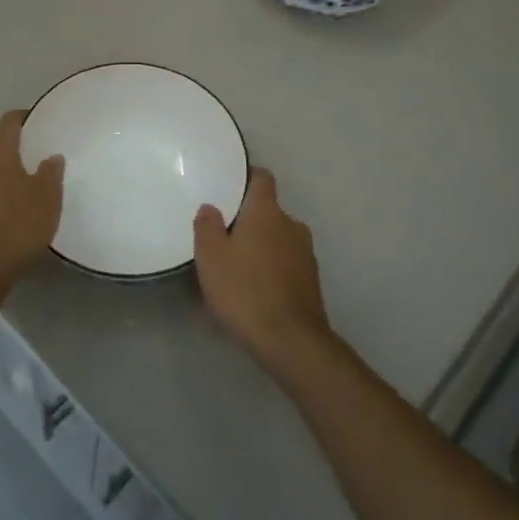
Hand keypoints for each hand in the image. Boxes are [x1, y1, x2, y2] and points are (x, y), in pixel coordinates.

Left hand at [0, 110, 63, 296]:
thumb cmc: (18, 225)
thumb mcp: (47, 197)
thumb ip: (51, 172)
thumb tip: (51, 157)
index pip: (9, 121)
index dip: (27, 117)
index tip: (45, 122)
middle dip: (19, 146)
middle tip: (44, 153)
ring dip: (9, 170)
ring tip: (33, 181)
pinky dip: (1, 189)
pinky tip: (17, 205)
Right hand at [193, 169, 333, 377]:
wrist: (291, 341)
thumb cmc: (245, 291)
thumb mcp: (211, 257)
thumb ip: (207, 226)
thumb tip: (211, 208)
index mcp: (267, 212)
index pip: (262, 178)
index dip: (246, 178)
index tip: (228, 186)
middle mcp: (292, 225)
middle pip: (268, 212)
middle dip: (248, 220)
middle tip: (222, 236)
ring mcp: (306, 253)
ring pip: (278, 239)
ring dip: (260, 247)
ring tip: (236, 267)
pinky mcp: (311, 280)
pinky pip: (286, 263)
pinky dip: (271, 269)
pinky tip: (254, 290)